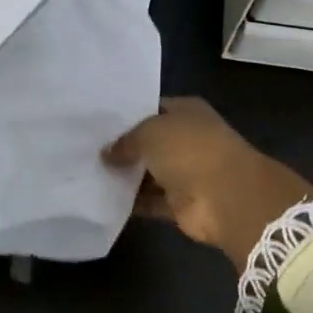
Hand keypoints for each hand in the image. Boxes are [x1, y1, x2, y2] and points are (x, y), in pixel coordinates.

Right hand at [104, 97, 312, 270]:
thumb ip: (125, 140)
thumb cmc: (189, 150)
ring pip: (148, 173)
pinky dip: (132, 202)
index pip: (150, 109)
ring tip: (88, 173)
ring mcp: (186, 172)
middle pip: (148, 142)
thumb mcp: (149, 132)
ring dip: (125, 176)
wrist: (226, 197)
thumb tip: (106, 153)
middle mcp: (187, 139)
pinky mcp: (181, 203)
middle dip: (122, 147)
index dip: (125, 115)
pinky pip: (150, 201)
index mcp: (186, 112)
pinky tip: (103, 198)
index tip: (96, 123)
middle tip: (86, 149)